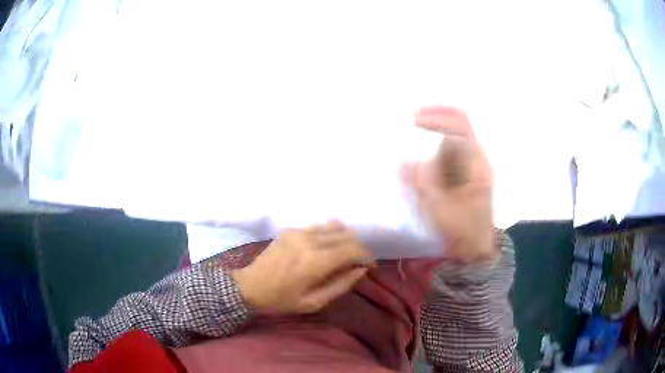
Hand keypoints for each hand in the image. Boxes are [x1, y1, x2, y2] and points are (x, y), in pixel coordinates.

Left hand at [232, 221, 373, 313]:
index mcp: (315, 261)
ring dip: (345, 238)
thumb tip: (361, 270)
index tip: (370, 266)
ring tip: (344, 254)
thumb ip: (341, 285)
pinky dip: (329, 234)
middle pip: (346, 235)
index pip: (352, 249)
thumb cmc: (281, 300)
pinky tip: (326, 248)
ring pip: (334, 226)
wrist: (249, 286)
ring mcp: (298, 231)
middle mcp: (309, 240)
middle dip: (358, 247)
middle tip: (358, 261)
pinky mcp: (290, 230)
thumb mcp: (314, 302)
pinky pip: (318, 227)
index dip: (366, 256)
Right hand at [403, 106, 495, 262]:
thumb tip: (404, 162)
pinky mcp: (459, 177)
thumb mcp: (443, 210)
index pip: (460, 124)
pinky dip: (428, 156)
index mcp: (476, 162)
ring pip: (446, 143)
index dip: (438, 115)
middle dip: (429, 126)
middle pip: (452, 129)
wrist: (476, 250)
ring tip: (406, 150)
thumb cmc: (464, 231)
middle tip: (404, 131)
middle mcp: (473, 159)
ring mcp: (467, 168)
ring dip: (427, 142)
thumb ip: (423, 185)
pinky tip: (415, 167)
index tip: (413, 119)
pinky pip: (442, 157)